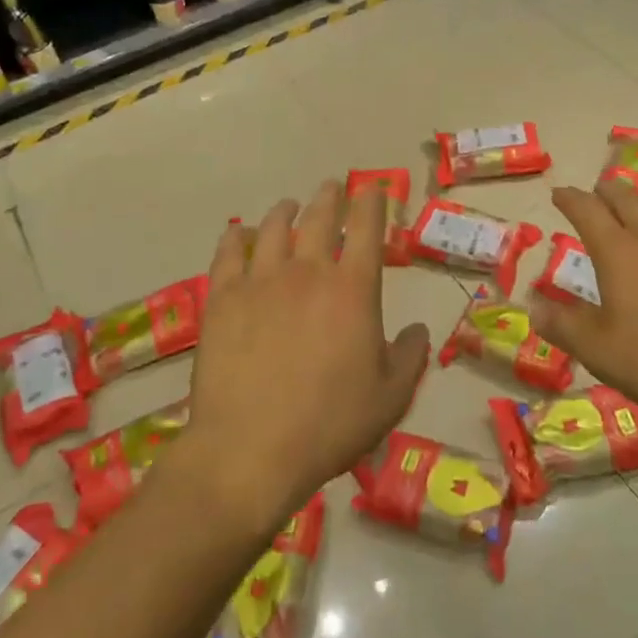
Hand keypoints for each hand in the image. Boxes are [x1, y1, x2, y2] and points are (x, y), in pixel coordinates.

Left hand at [183, 180, 428, 533]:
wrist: (250, 450)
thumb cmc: (329, 424)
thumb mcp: (390, 398)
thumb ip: (409, 356)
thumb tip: (415, 329)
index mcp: (353, 289)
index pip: (367, 228)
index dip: (372, 202)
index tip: (372, 189)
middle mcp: (307, 272)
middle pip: (318, 217)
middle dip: (329, 196)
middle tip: (332, 187)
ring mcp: (260, 281)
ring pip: (272, 228)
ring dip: (284, 211)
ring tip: (289, 206)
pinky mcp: (222, 299)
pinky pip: (227, 254)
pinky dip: (235, 238)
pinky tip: (237, 233)